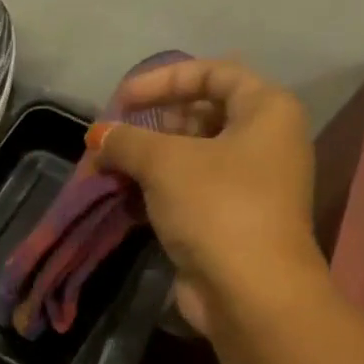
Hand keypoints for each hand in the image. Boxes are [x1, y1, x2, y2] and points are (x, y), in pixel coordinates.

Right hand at [94, 58, 326, 340]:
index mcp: (265, 111)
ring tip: (107, 169)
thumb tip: (98, 135)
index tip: (121, 100)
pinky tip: (122, 198)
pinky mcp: (226, 220)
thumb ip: (128, 141)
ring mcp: (246, 184)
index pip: (214, 73)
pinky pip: (186, 191)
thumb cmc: (217, 207)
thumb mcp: (165, 162)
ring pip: (190, 157)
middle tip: (112, 138)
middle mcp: (263, 142)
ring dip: (146, 160)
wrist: (249, 290)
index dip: (164, 80)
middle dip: (151, 124)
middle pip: (201, 115)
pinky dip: (155, 190)